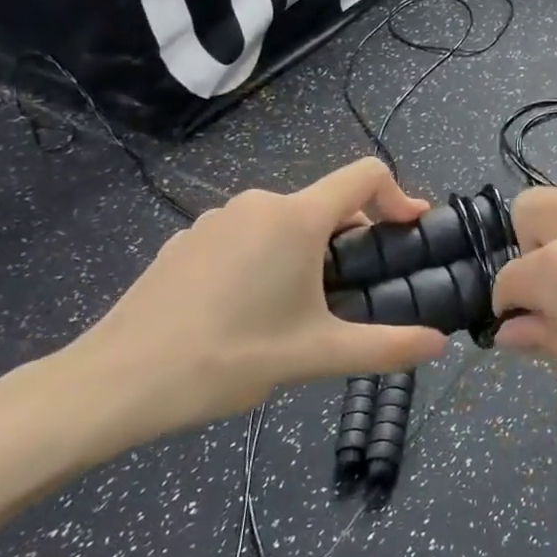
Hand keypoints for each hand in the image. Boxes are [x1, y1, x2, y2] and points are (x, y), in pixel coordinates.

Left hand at [59, 158, 448, 450]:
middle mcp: (258, 204)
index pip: (365, 175)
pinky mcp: (187, 240)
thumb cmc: (229, 358)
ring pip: (283, 222)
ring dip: (306, 252)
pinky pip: (245, 237)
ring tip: (301, 308)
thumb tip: (439, 344)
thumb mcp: (316, 355)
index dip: (398, 194)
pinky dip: (264, 259)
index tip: (412, 228)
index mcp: (296, 218)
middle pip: (325, 204)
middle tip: (356, 289)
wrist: (117, 381)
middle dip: (351, 239)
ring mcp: (216, 219)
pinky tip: (247, 310)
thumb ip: (387, 347)